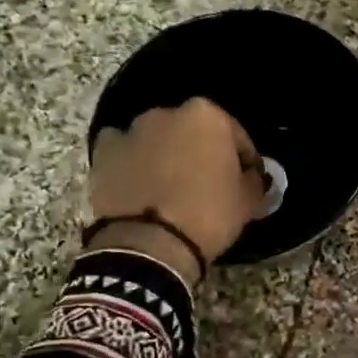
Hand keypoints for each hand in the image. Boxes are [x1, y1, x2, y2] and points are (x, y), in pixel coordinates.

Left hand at [89, 99, 265, 282]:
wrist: (150, 244)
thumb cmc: (209, 215)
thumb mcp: (248, 202)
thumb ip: (253, 181)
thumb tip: (252, 177)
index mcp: (207, 116)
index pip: (236, 135)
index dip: (244, 159)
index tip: (246, 180)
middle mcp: (167, 113)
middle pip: (192, 131)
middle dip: (200, 151)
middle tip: (208, 183)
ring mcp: (131, 130)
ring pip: (157, 139)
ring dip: (166, 155)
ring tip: (171, 188)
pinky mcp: (103, 152)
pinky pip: (124, 151)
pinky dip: (132, 162)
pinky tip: (139, 185)